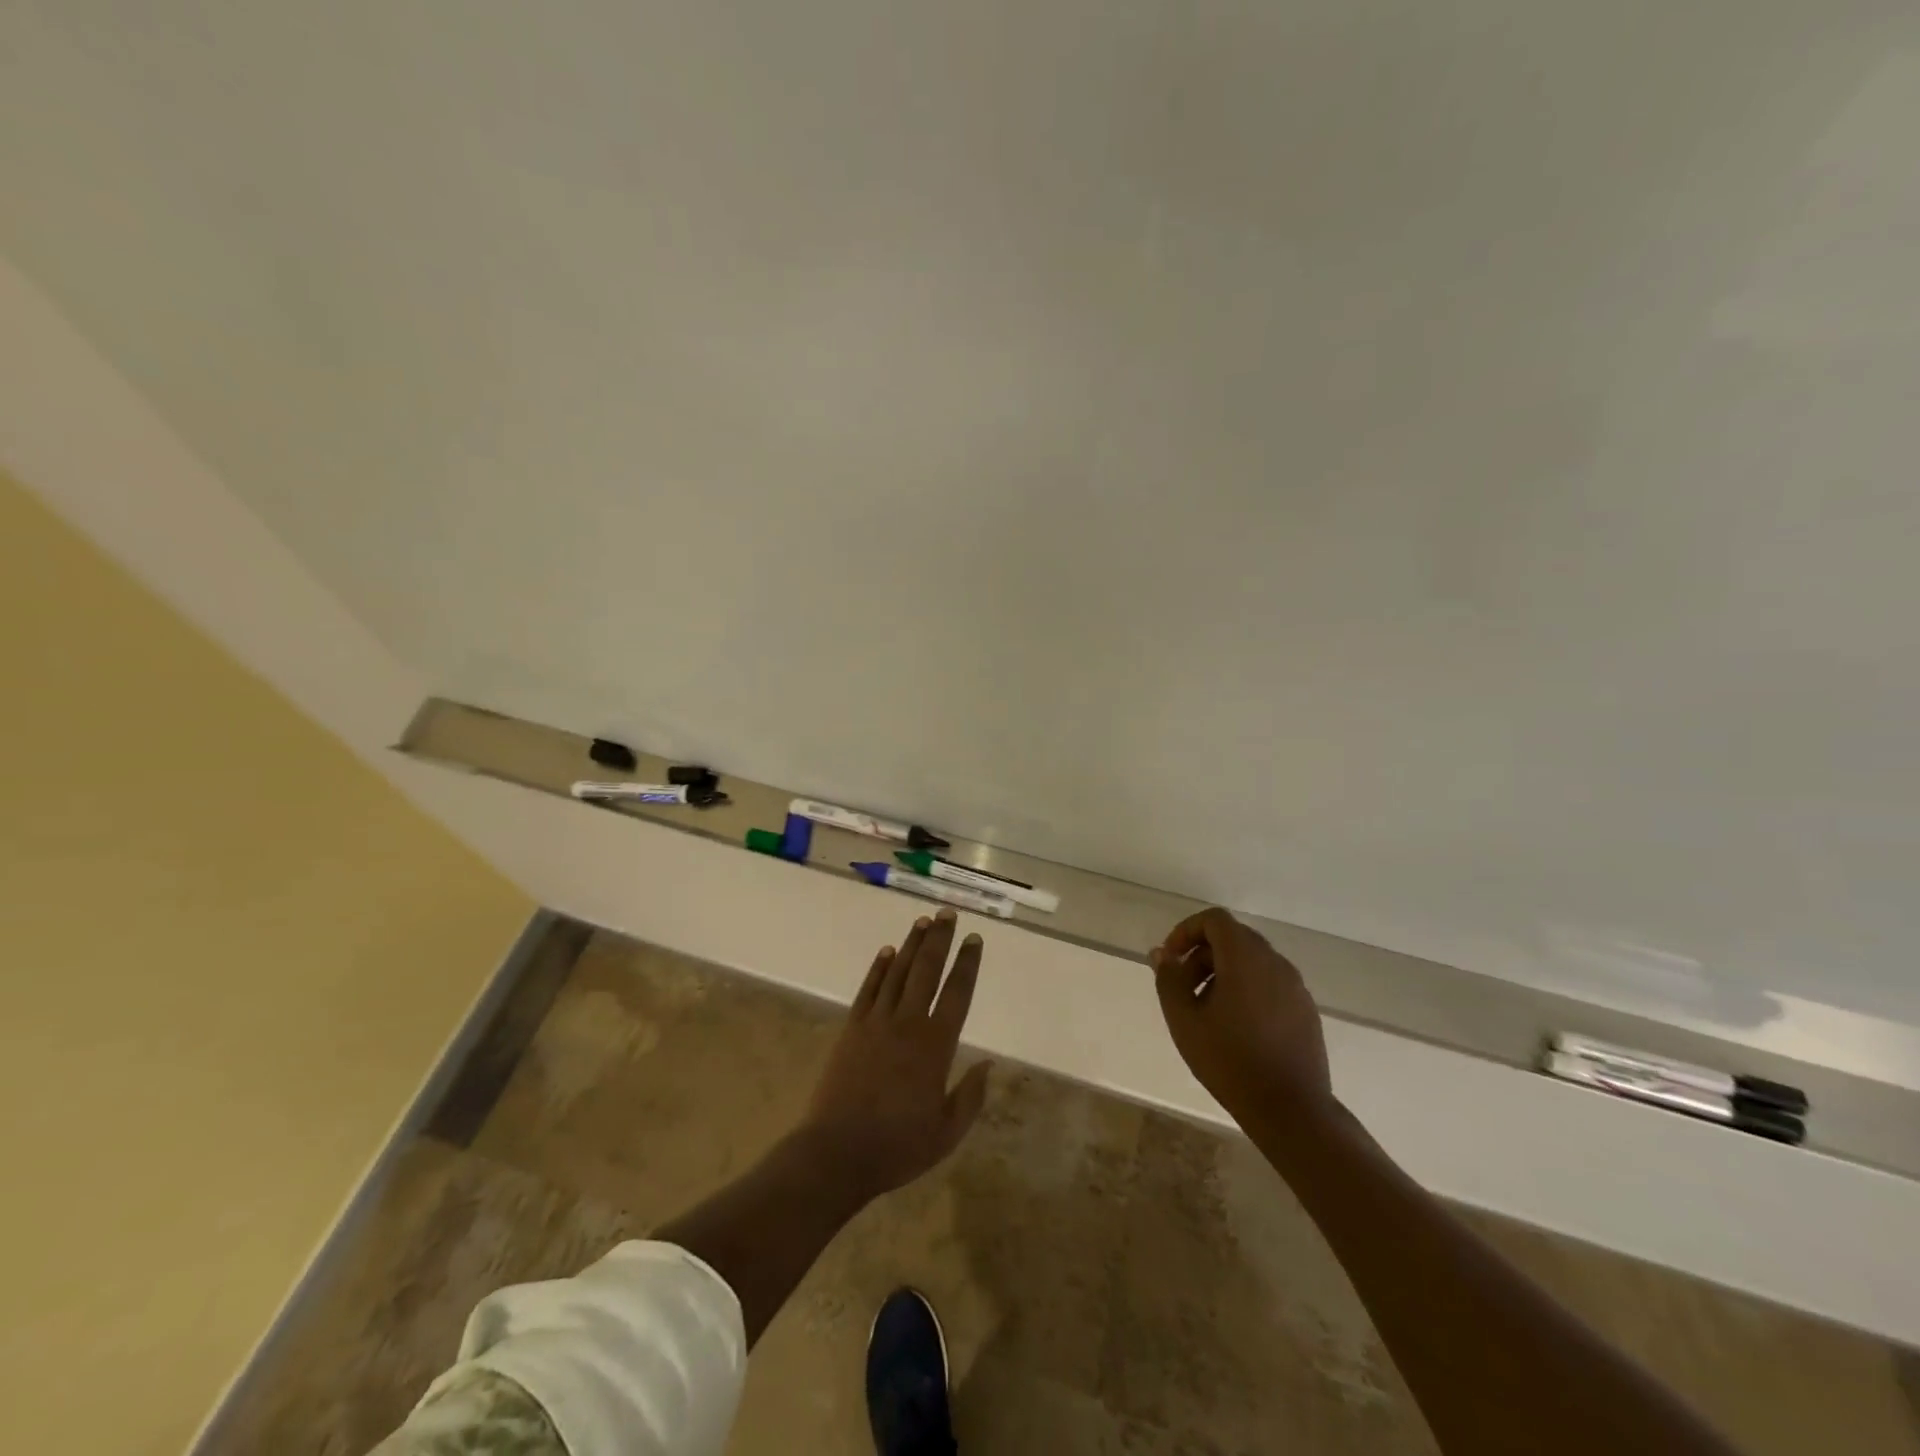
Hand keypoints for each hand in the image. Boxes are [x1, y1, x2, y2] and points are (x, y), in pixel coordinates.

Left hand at [801, 910, 992, 1201]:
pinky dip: (879, 968)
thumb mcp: (947, 1132)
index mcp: (936, 1045)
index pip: (957, 993)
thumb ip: (971, 1095)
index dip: (968, 964)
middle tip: (948, 913)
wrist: (837, 1153)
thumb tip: (988, 1063)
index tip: (974, 939)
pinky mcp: (852, 1028)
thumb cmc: (898, 1146)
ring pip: (898, 972)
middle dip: (940, 939)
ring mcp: (876, 1022)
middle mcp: (908, 1023)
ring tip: (923, 921)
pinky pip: (869, 989)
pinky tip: (887, 952)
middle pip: (927, 970)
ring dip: (911, 944)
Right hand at [1149, 907, 1330, 1118]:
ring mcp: (1295, 986)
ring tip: (1206, 1011)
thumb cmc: (1229, 1060)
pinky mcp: (1306, 1009)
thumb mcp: (1184, 1020)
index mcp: (1245, 958)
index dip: (1187, 931)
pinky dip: (1247, 989)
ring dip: (1223, 973)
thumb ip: (1169, 979)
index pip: (1215, 920)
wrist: (1291, 1109)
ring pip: (1253, 962)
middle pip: (1234, 938)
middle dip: (1202, 954)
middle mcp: (1275, 962)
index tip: (1171, 959)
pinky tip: (1236, 1027)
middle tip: (1183, 987)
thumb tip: (1162, 954)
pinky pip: (1270, 983)